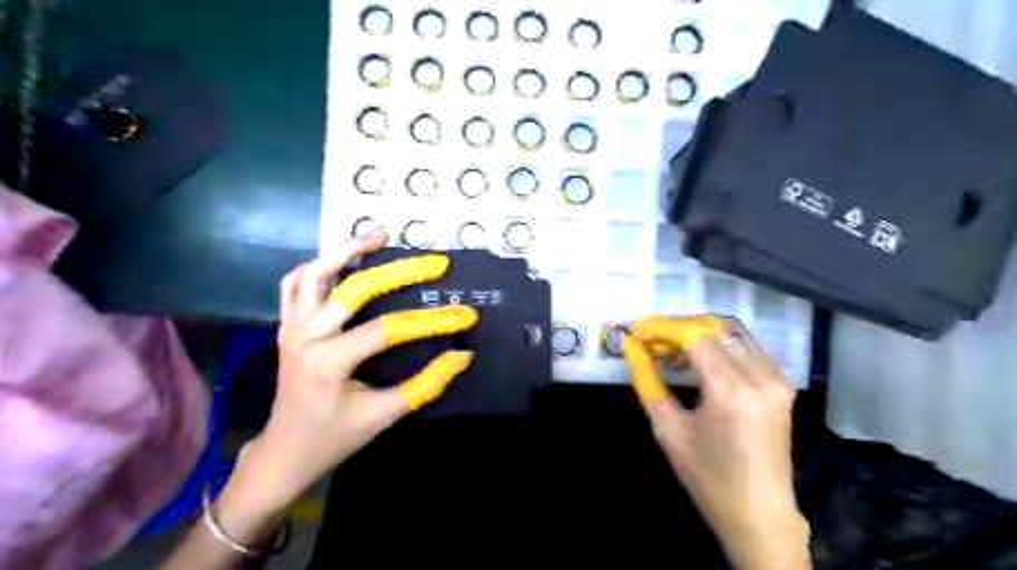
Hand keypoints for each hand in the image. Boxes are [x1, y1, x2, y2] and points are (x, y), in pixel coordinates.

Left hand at [224, 233, 476, 516]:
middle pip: (355, 288)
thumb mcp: (384, 415)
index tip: (466, 316)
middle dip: (401, 271)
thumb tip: (461, 356)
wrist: (284, 453)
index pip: (390, 329)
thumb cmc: (334, 437)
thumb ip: (425, 384)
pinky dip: (319, 265)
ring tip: (382, 236)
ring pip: (315, 273)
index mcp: (329, 361)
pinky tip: (343, 260)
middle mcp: (306, 335)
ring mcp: (291, 327)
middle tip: (436, 262)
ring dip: (348, 250)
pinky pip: (295, 284)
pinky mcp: (287, 325)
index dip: (432, 321)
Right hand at [620, 316, 810, 569]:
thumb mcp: (669, 429)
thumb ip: (648, 382)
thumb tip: (631, 349)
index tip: (639, 332)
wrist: (759, 513)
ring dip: (701, 336)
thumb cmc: (708, 476)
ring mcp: (777, 380)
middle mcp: (759, 376)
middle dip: (680, 330)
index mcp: (730, 390)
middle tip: (654, 343)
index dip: (663, 329)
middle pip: (715, 329)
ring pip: (733, 334)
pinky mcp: (783, 386)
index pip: (693, 337)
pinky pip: (748, 349)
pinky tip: (703, 363)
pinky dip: (721, 347)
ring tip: (675, 354)